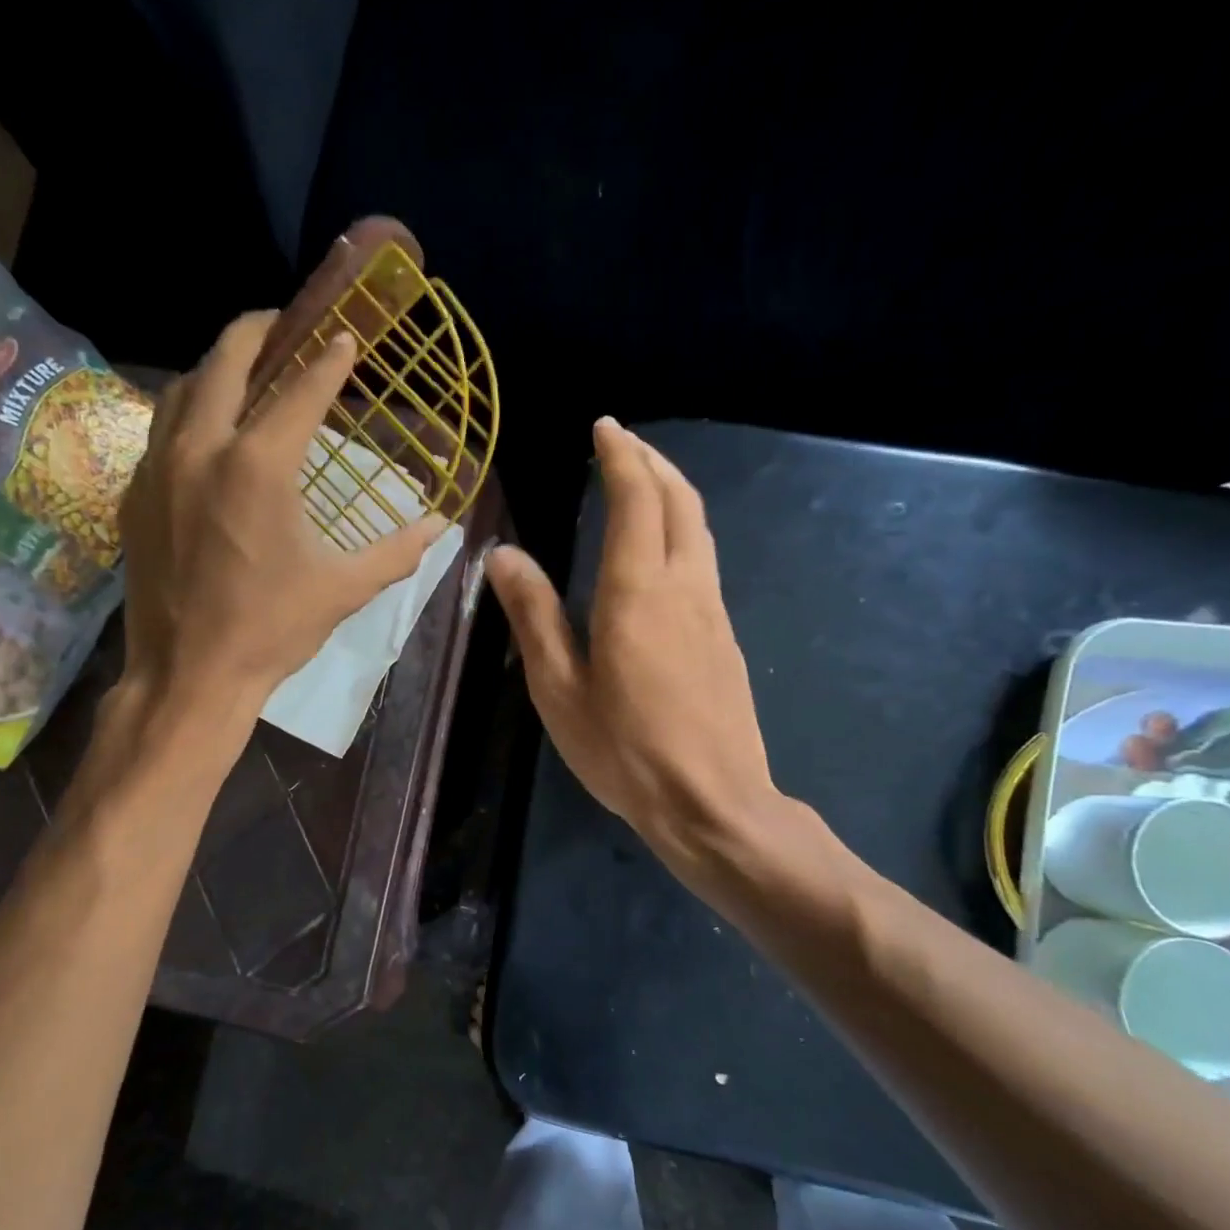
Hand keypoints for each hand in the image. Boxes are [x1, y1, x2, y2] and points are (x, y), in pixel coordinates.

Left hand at [117, 311, 444, 724]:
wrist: (189, 674)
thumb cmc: (272, 630)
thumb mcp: (344, 589)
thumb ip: (397, 551)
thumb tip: (443, 526)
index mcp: (259, 466)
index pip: (302, 389)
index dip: (330, 359)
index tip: (346, 337)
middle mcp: (202, 448)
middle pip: (227, 359)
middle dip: (260, 331)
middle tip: (286, 325)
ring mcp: (158, 468)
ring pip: (183, 388)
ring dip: (217, 368)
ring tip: (245, 371)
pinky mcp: (134, 494)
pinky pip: (160, 430)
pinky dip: (188, 413)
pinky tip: (206, 434)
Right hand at [487, 418, 780, 881]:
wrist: (712, 802)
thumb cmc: (624, 750)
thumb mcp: (558, 689)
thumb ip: (534, 616)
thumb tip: (504, 556)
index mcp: (637, 591)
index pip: (636, 499)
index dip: (620, 456)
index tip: (603, 428)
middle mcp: (684, 586)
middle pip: (679, 500)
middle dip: (651, 462)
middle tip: (621, 443)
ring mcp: (713, 611)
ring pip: (698, 528)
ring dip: (672, 492)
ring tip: (642, 481)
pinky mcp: (725, 637)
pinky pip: (703, 561)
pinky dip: (681, 529)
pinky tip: (661, 549)